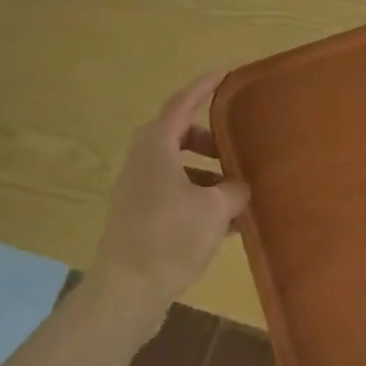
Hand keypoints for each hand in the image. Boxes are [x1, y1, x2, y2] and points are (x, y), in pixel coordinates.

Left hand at [83, 71, 250, 328]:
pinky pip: (173, 192)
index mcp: (156, 148)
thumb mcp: (214, 210)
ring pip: (176, 166)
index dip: (205, 86)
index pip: (182, 103)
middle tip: (235, 145)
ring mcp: (137, 190)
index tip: (226, 72)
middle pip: (177, 134)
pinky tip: (225, 222)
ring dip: (206, 171)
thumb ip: (233, 190)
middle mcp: (142, 162)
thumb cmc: (169, 239)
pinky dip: (197, 196)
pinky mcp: (138, 216)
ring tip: (236, 190)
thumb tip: (240, 186)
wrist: (125, 293)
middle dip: (208, 137)